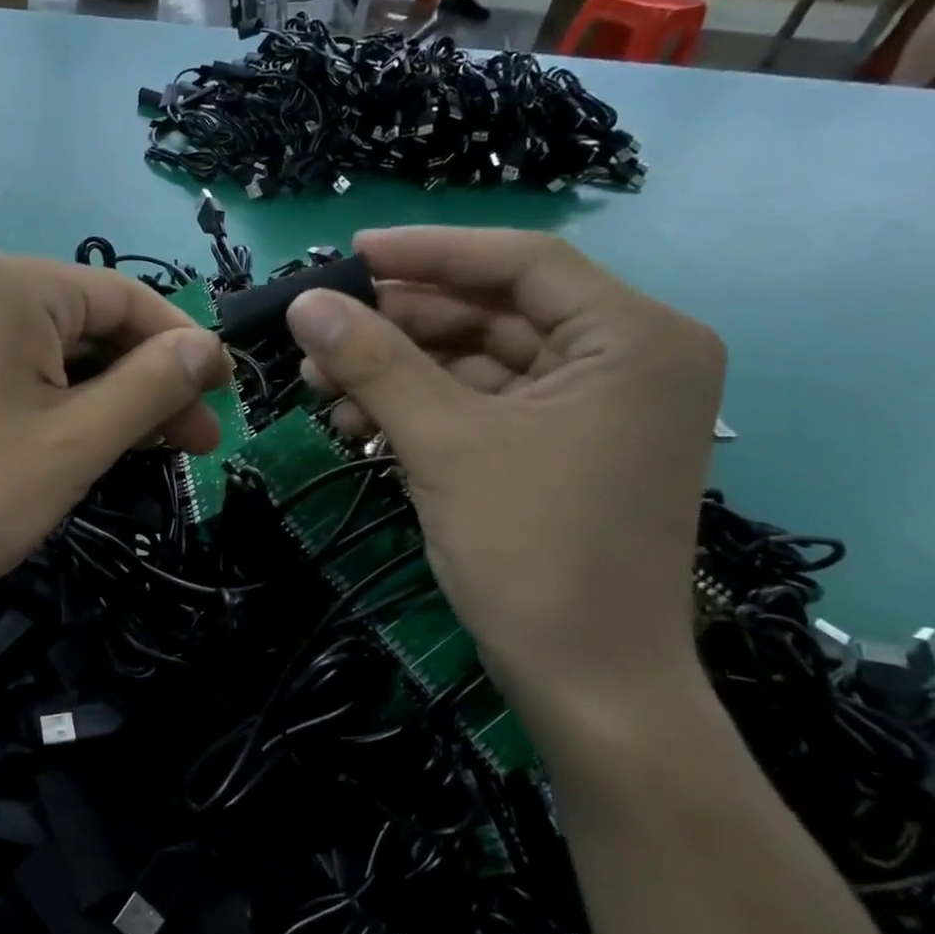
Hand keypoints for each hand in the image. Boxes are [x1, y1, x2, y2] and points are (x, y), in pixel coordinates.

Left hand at [0, 251, 230, 632]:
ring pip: (51, 353)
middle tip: (194, 442)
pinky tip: (85, 442)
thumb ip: (151, 386)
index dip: (184, 347)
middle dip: (146, 382)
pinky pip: (12, 372)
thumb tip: (208, 347)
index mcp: (12, 283)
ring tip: (149, 450)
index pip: (126, 298)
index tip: (226, 396)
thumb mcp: (78, 441)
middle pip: (88, 325)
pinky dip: (56, 403)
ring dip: (106, 398)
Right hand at [285, 229, 724, 731]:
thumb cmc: (532, 551)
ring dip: (395, 369)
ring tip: (319, 384)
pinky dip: (416, 407)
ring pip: (473, 360)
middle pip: (490, 311)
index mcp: (631, 339)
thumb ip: (373, 361)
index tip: (349, 254)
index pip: (520, 261)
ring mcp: (588, 409)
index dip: (429, 251)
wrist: (586, 683)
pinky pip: (476, 404)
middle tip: (317, 331)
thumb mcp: (443, 443)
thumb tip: (303, 302)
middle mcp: (622, 360)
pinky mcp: (554, 448)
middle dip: (397, 323)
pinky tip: (355, 423)